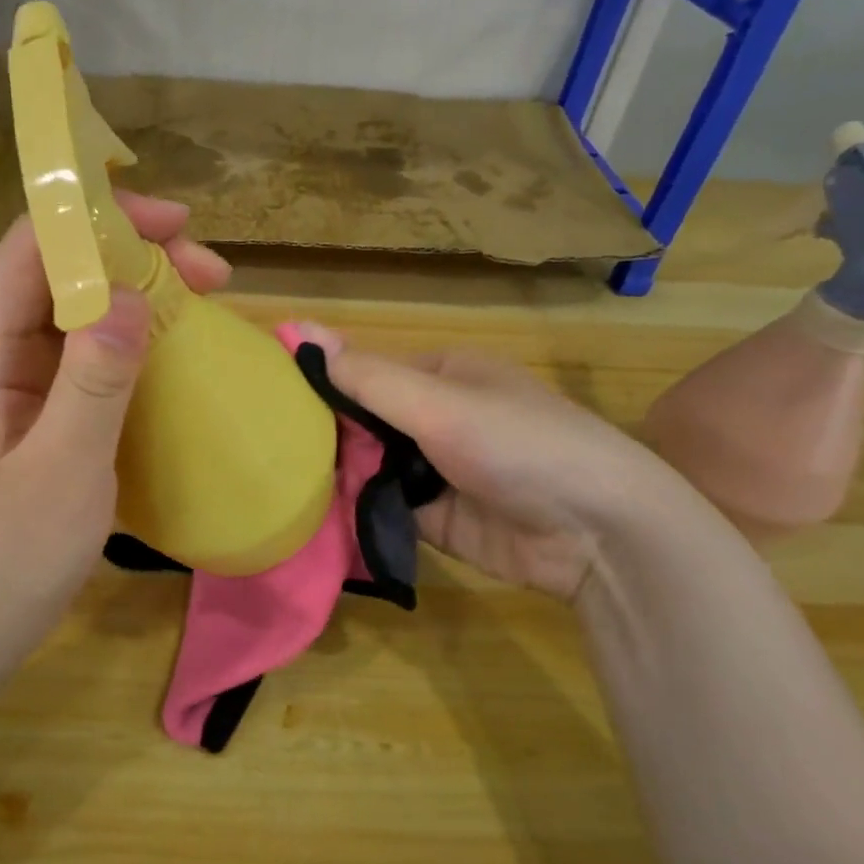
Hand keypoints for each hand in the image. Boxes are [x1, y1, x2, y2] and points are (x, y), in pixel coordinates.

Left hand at [0, 194, 230, 662]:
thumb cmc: (7, 556)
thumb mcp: (60, 471)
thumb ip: (93, 382)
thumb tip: (130, 296)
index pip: (29, 251)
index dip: (93, 221)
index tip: (170, 224)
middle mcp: (0, 353)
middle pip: (62, 271)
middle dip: (133, 255)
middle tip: (210, 271)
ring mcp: (25, 382)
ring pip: (82, 309)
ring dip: (141, 293)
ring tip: (206, 295)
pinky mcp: (49, 410)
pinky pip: (93, 353)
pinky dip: (137, 337)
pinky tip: (177, 344)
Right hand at [294, 325, 685, 601]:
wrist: (598, 535)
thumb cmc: (519, 445)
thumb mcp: (440, 403)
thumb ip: (367, 376)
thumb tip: (298, 328)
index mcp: (442, 374)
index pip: (366, 373)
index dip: (321, 383)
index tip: (269, 401)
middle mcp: (437, 417)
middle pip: (365, 421)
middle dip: (326, 434)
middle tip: (265, 450)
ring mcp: (436, 469)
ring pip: (370, 465)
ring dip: (336, 473)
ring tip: (275, 482)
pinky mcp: (436, 518)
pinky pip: (383, 506)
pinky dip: (355, 509)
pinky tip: (311, 514)